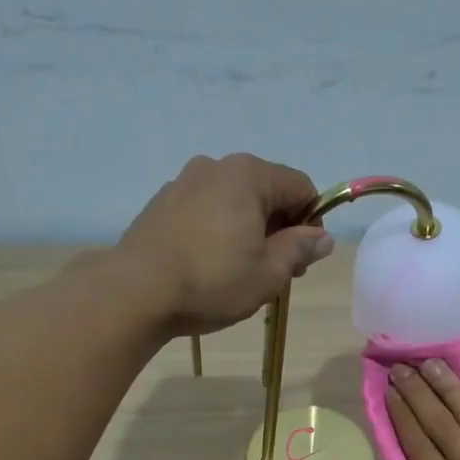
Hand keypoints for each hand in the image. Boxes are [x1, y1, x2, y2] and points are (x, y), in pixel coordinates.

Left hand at [117, 153, 332, 336]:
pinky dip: (218, 231)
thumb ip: (300, 249)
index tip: (304, 258)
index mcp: (248, 175)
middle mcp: (215, 166)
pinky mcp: (161, 204)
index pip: (300, 187)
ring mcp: (183, 182)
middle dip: (279, 228)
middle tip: (276, 272)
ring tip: (241, 272)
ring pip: (233, 202)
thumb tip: (322, 238)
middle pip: (266, 192)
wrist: (137, 292)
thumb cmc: (212, 282)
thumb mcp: (269, 273)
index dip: (312, 222)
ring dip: (248, 231)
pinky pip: (205, 211)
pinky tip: (209, 266)